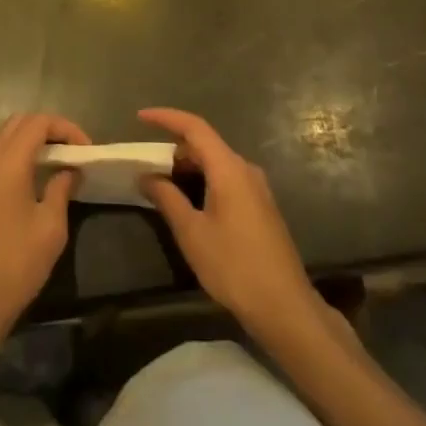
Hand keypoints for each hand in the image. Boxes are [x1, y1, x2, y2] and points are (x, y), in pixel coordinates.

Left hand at [0, 113, 90, 339]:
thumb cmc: (17, 261)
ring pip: (7, 135)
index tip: (86, 149)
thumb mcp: (51, 225)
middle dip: (49, 128)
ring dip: (33, 139)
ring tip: (59, 160)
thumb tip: (70, 170)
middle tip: (73, 150)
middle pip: (21, 122)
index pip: (39, 122)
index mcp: (9, 160)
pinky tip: (37, 175)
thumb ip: (61, 188)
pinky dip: (20, 152)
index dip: (66, 128)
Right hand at [138, 107, 320, 336]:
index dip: (166, 117)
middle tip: (148, 166)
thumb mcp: (192, 233)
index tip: (140, 117)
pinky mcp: (261, 206)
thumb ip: (167, 198)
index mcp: (229, 168)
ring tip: (165, 187)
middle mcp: (245, 169)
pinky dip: (205, 181)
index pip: (194, 127)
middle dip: (175, 149)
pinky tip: (192, 204)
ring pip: (216, 163)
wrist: (285, 308)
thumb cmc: (234, 267)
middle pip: (206, 144)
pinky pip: (227, 179)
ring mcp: (257, 188)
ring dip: (189, 167)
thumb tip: (146, 175)